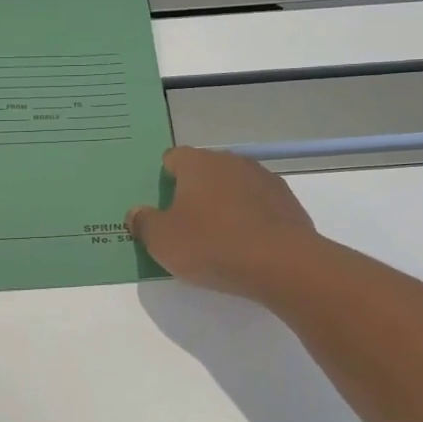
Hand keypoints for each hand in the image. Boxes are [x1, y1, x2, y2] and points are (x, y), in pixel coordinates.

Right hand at [126, 146, 319, 303]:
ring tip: (219, 237)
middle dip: (195, 191)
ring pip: (234, 186)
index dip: (165, 179)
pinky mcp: (287, 200)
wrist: (281, 263)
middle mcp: (230, 161)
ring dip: (225, 203)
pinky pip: (258, 204)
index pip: (173, 158)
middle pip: (205, 171)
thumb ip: (144, 223)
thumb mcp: (163, 241)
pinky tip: (247, 244)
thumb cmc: (212, 245)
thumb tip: (136, 212)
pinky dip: (250, 218)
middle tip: (187, 224)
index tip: (163, 205)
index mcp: (197, 163)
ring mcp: (263, 178)